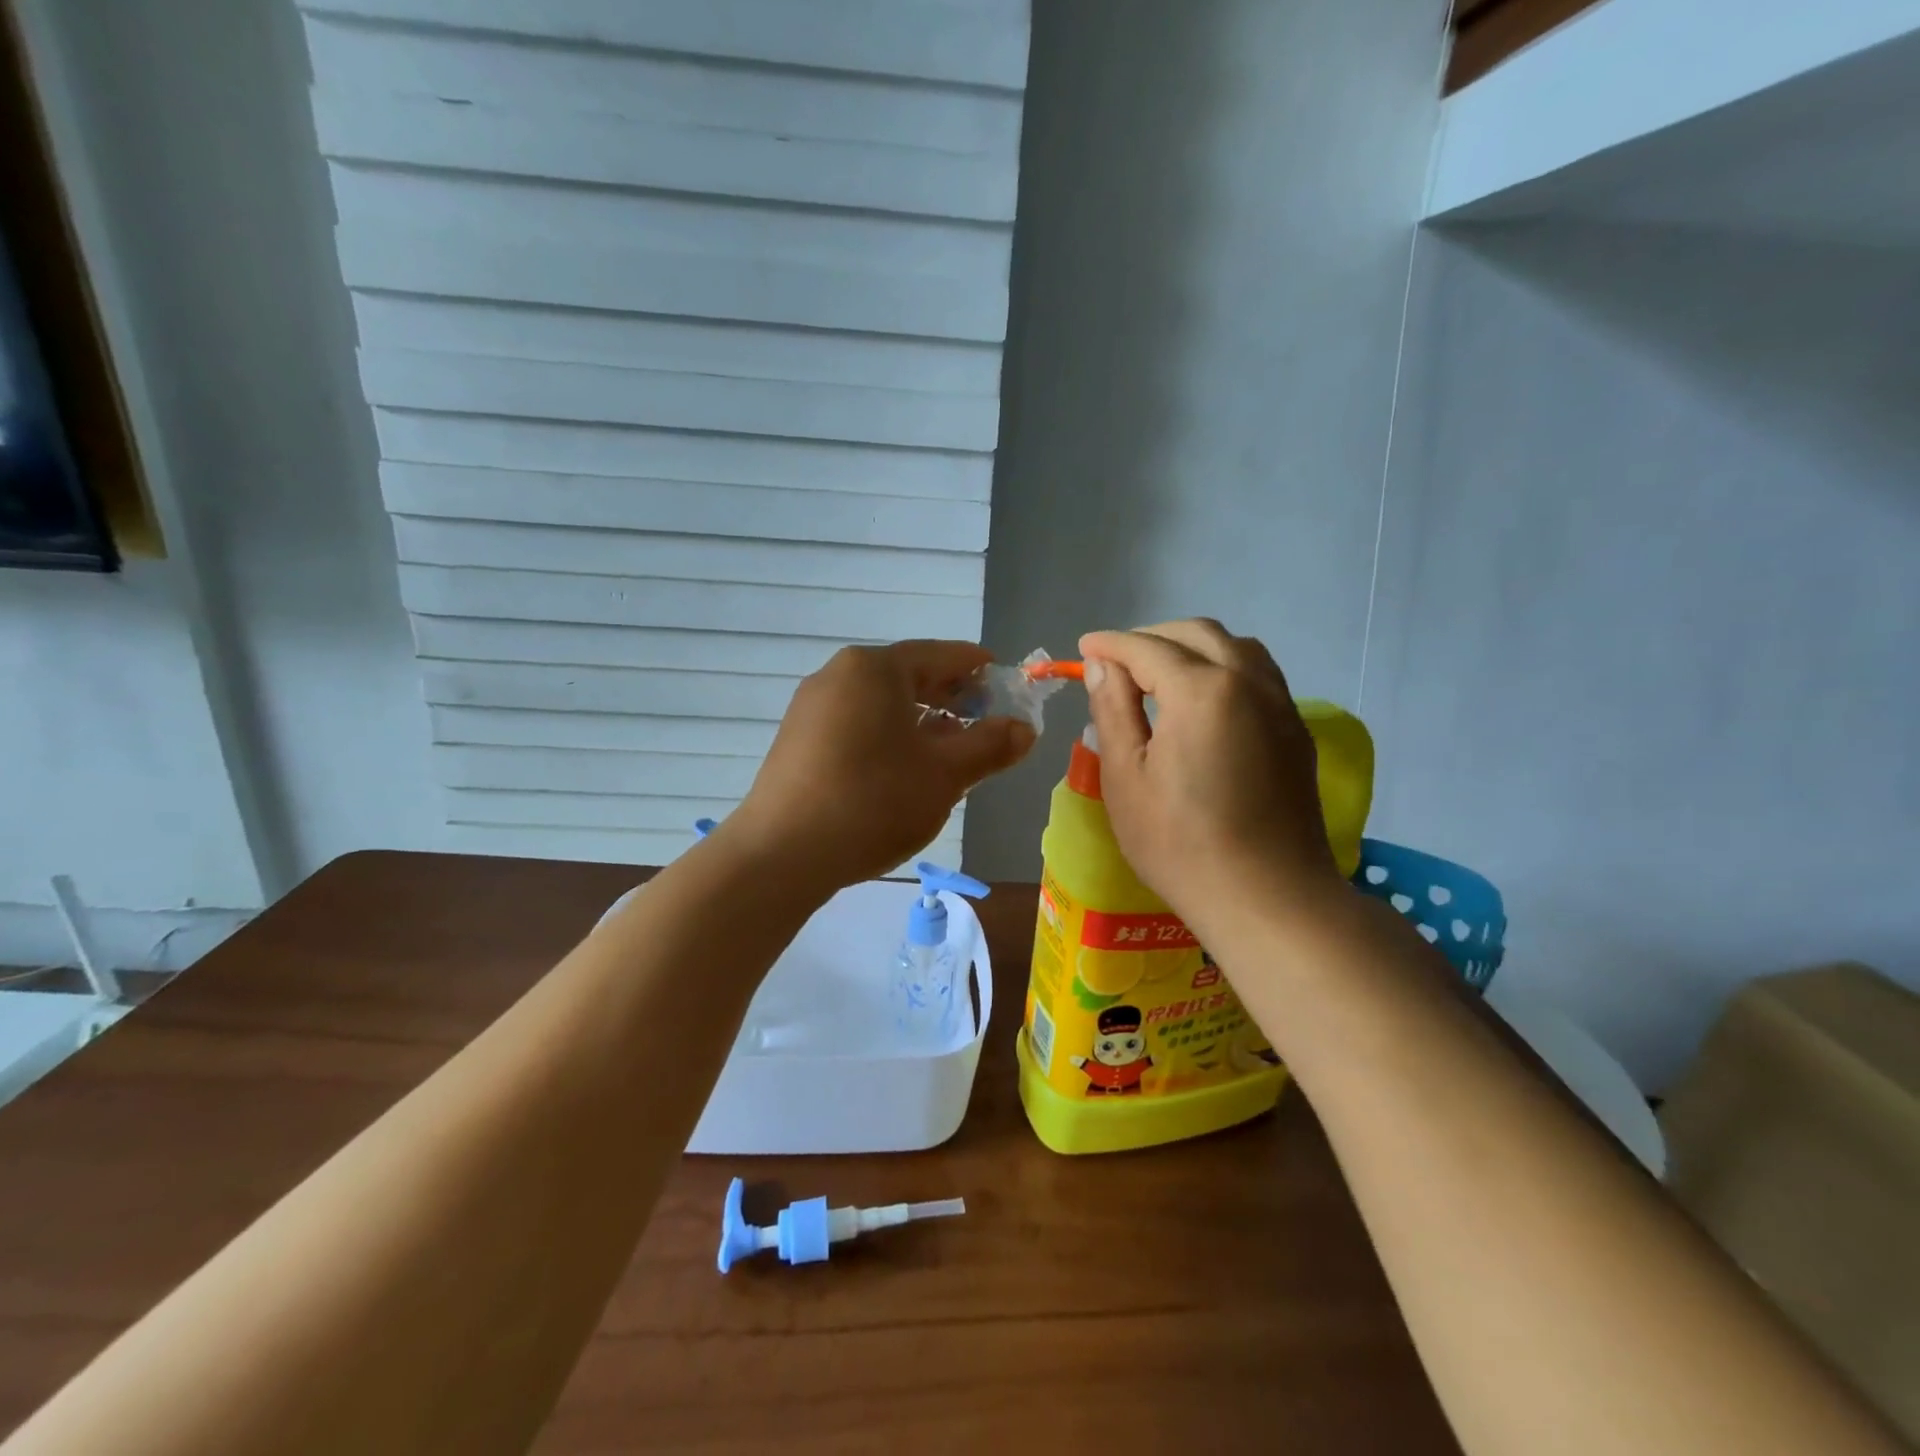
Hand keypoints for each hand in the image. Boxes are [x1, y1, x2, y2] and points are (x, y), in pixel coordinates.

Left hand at [722, 642, 1034, 893]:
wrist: (781, 854)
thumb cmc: (873, 801)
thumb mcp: (945, 774)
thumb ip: (990, 746)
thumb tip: (1024, 729)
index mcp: (876, 669)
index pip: (942, 655)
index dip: (980, 669)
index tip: (1006, 685)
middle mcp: (839, 675)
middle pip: (909, 676)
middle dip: (952, 698)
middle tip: (985, 723)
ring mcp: (812, 706)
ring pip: (882, 703)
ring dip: (921, 721)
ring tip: (949, 751)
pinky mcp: (798, 739)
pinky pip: (856, 724)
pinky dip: (888, 736)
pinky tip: (902, 770)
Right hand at [1079, 619, 1343, 939]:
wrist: (1267, 896)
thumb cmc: (1180, 843)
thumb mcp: (1126, 777)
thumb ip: (1113, 709)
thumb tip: (1103, 664)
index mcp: (1201, 690)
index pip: (1147, 648)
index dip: (1110, 644)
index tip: (1084, 648)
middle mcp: (1248, 681)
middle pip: (1197, 634)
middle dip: (1152, 637)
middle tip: (1117, 661)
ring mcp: (1280, 704)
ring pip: (1235, 647)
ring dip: (1192, 647)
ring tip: (1160, 673)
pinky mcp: (1296, 730)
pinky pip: (1258, 675)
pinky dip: (1224, 667)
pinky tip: (1204, 700)